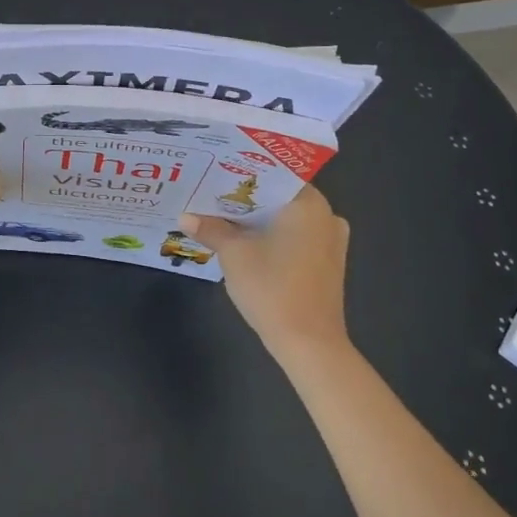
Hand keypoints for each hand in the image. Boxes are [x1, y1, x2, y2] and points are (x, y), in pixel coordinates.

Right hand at [181, 186, 349, 355]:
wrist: (309, 344)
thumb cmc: (272, 288)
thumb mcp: (234, 255)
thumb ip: (211, 229)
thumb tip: (185, 216)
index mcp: (309, 203)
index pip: (273, 173)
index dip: (243, 173)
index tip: (216, 171)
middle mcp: (327, 215)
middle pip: (280, 197)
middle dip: (247, 199)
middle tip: (212, 194)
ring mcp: (331, 241)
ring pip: (289, 219)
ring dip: (260, 220)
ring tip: (223, 216)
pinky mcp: (329, 264)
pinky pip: (297, 238)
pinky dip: (274, 237)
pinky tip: (248, 243)